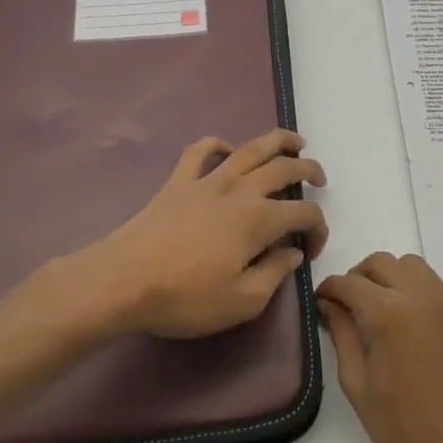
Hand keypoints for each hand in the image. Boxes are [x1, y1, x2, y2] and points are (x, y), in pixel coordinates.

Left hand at [68, 129, 327, 339]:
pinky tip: (225, 150)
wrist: (123, 281)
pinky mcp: (178, 181)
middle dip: (309, 170)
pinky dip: (217, 144)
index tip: (312, 249)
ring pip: (250, 148)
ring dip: (278, 141)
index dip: (318, 228)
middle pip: (284, 168)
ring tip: (295, 142)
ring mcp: (207, 180)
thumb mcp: (242, 301)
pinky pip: (200, 151)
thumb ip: (275, 273)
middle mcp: (240, 190)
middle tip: (319, 179)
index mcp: (259, 219)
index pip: (304, 213)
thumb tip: (293, 251)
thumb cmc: (185, 297)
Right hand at [317, 253, 442, 442]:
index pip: (349, 282)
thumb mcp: (358, 384)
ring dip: (390, 278)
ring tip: (381, 310)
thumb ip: (342, 334)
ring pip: (412, 266)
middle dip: (359, 277)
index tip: (321, 302)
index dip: (329, 289)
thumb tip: (330, 304)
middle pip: (382, 263)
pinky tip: (410, 325)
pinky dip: (416, 291)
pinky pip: (435, 286)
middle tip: (348, 305)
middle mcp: (421, 295)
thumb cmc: (403, 428)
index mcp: (388, 313)